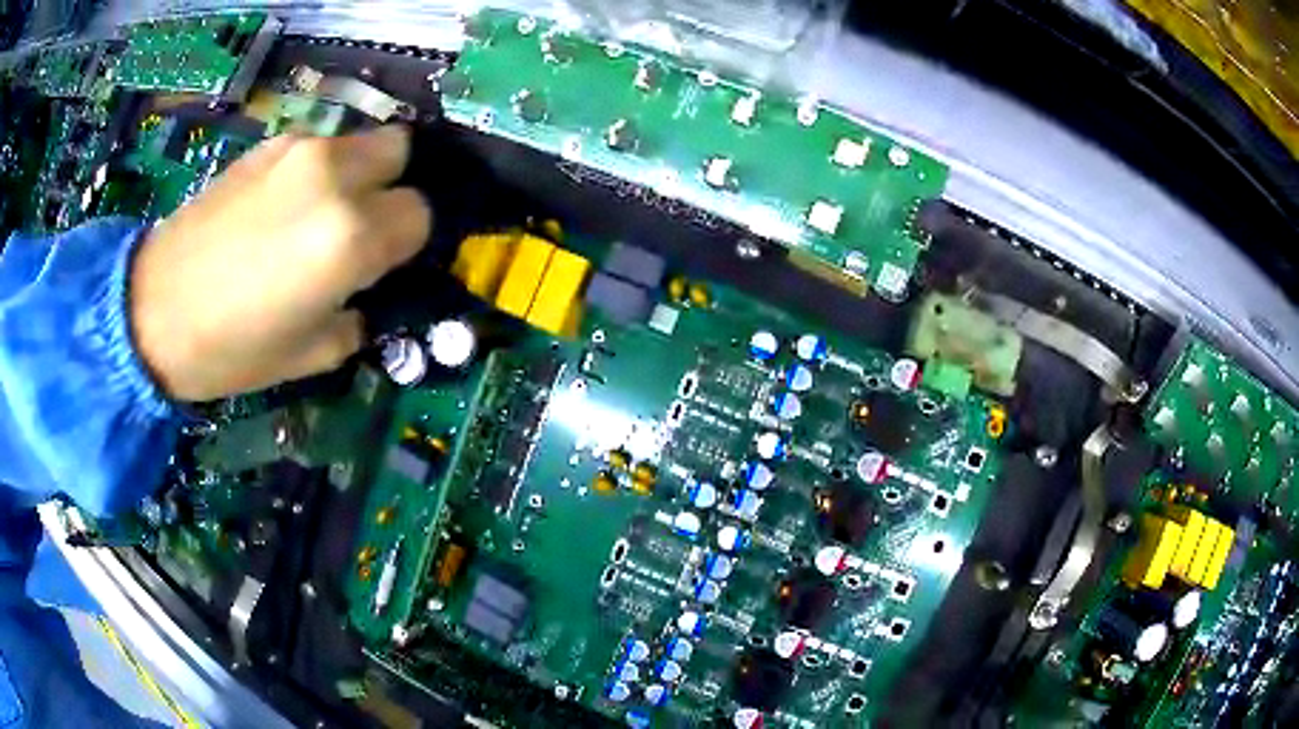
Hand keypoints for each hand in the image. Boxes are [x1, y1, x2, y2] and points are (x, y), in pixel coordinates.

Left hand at [130, 125, 431, 401]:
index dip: (406, 242)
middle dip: (391, 186)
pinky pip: (315, 146)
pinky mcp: (266, 145)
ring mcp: (297, 152)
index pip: (418, 214)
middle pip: (400, 151)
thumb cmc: (230, 349)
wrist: (152, 311)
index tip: (384, 263)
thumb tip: (362, 294)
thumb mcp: (309, 356)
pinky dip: (316, 169)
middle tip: (362, 224)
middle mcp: (333, 178)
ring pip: (358, 141)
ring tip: (318, 213)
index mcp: (350, 238)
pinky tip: (283, 204)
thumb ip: (355, 317)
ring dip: (354, 173)